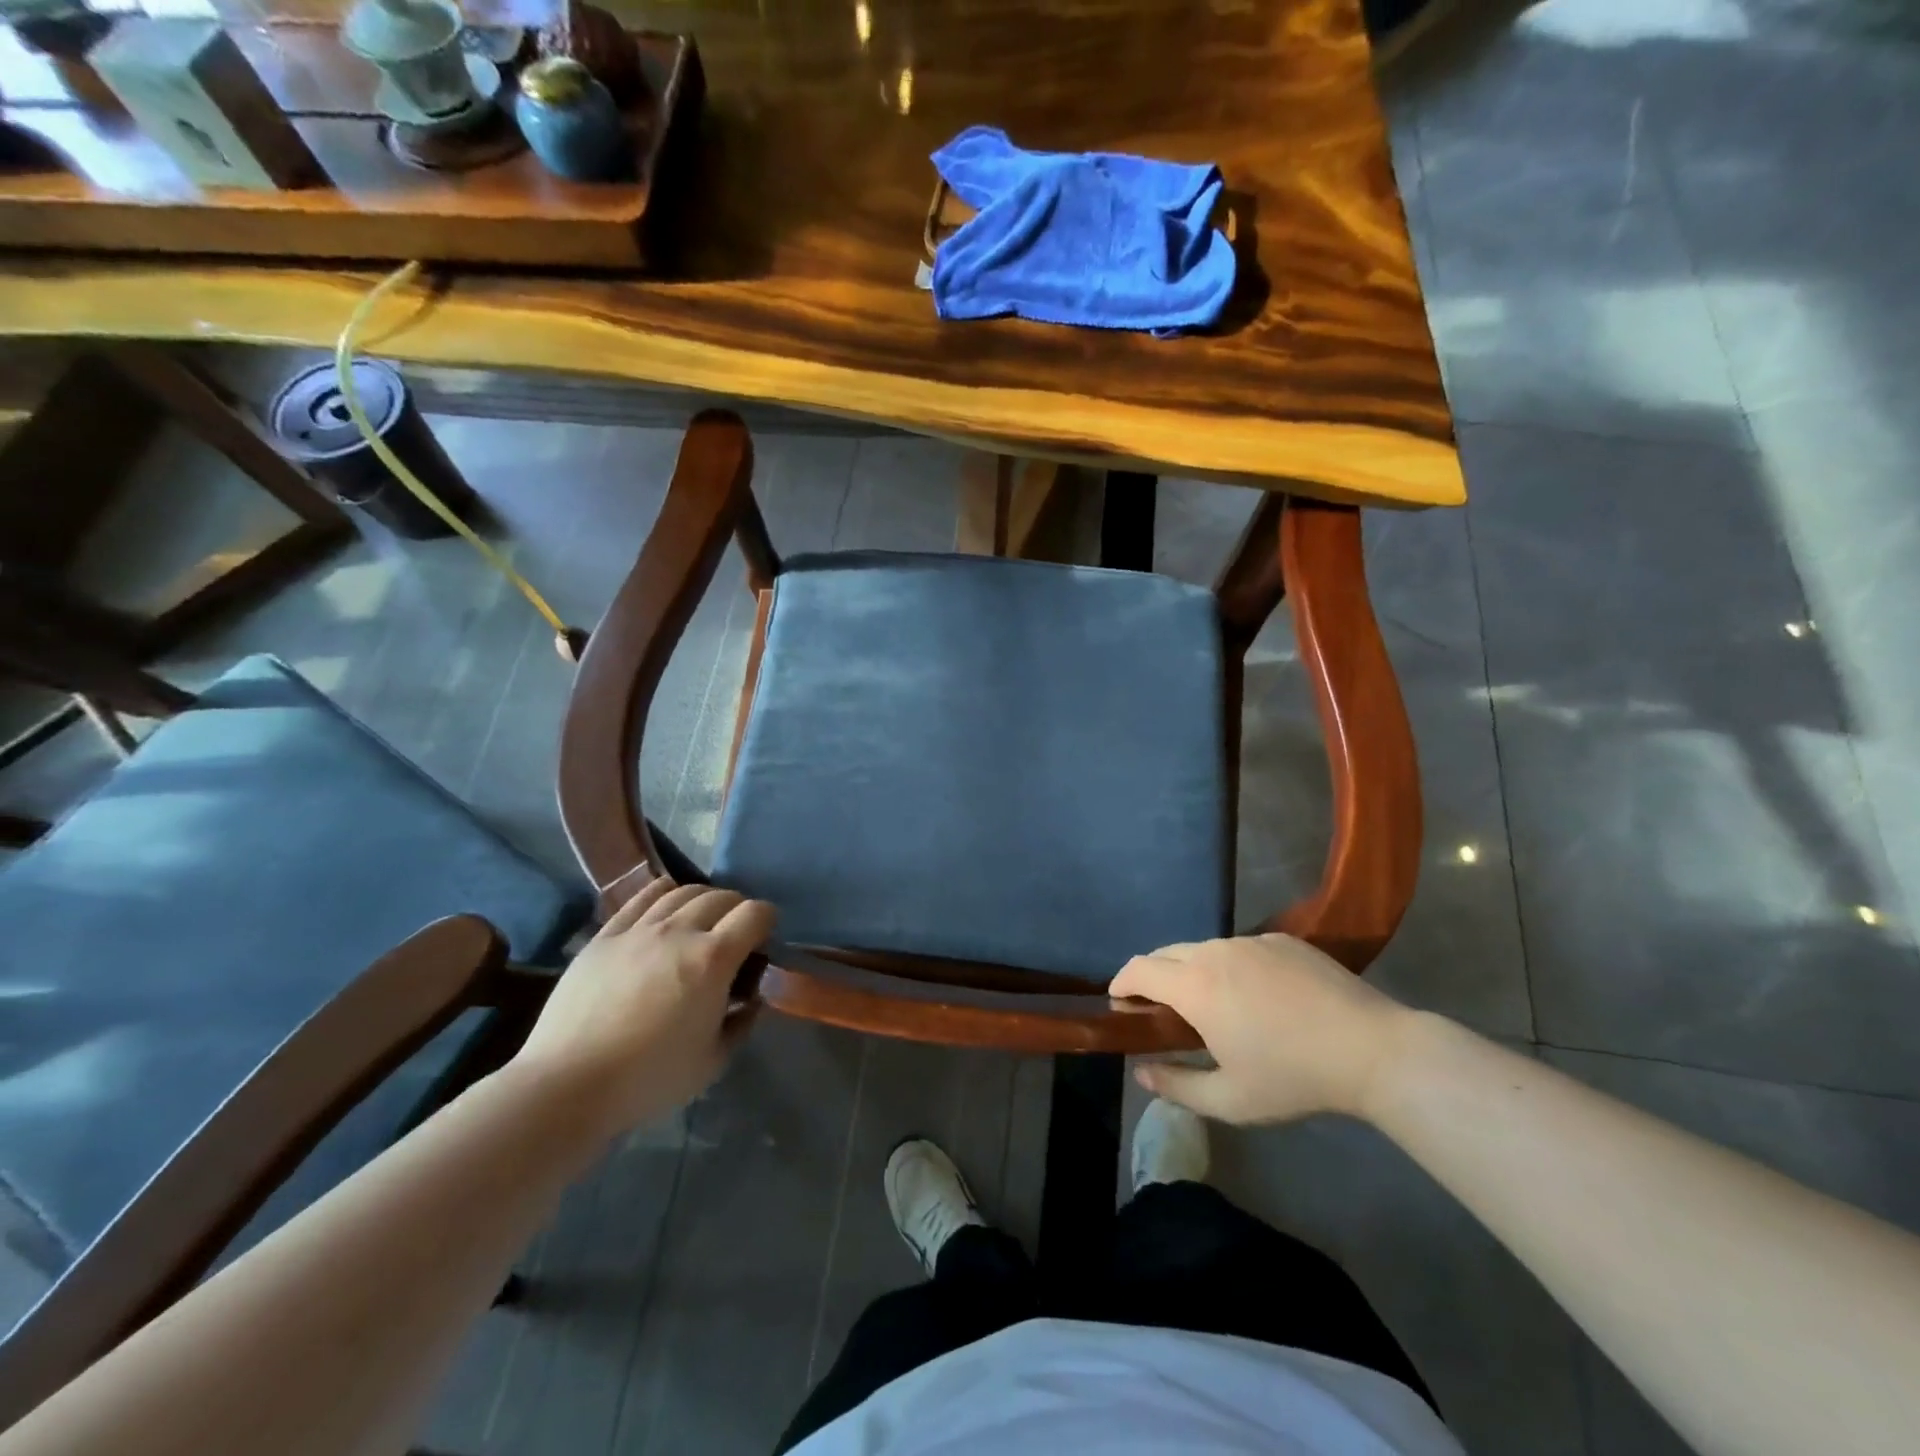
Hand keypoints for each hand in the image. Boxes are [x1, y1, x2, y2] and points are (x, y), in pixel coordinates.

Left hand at [510, 877, 774, 1138]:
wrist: (568, 1085)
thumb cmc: (649, 1078)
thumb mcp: (714, 1060)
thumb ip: (742, 1022)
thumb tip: (751, 999)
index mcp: (713, 959)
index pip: (755, 914)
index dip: (768, 921)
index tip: (765, 940)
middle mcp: (679, 931)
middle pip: (721, 897)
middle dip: (738, 910)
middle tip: (736, 934)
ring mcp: (639, 929)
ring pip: (682, 891)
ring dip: (703, 899)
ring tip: (702, 919)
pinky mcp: (606, 935)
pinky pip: (641, 898)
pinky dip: (662, 892)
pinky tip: (666, 902)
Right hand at [1110, 934, 1415, 1123]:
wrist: (1373, 1050)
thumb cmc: (1294, 1078)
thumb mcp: (1230, 1100)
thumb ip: (1176, 1085)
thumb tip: (1141, 1071)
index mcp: (1195, 985)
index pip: (1139, 968)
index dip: (1121, 983)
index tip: (1120, 1004)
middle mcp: (1215, 951)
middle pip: (1166, 953)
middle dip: (1153, 976)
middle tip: (1160, 1011)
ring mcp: (1252, 940)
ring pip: (1204, 949)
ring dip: (1192, 971)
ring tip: (1211, 1005)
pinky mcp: (1283, 939)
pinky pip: (1241, 948)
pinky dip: (1230, 967)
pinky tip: (1257, 998)